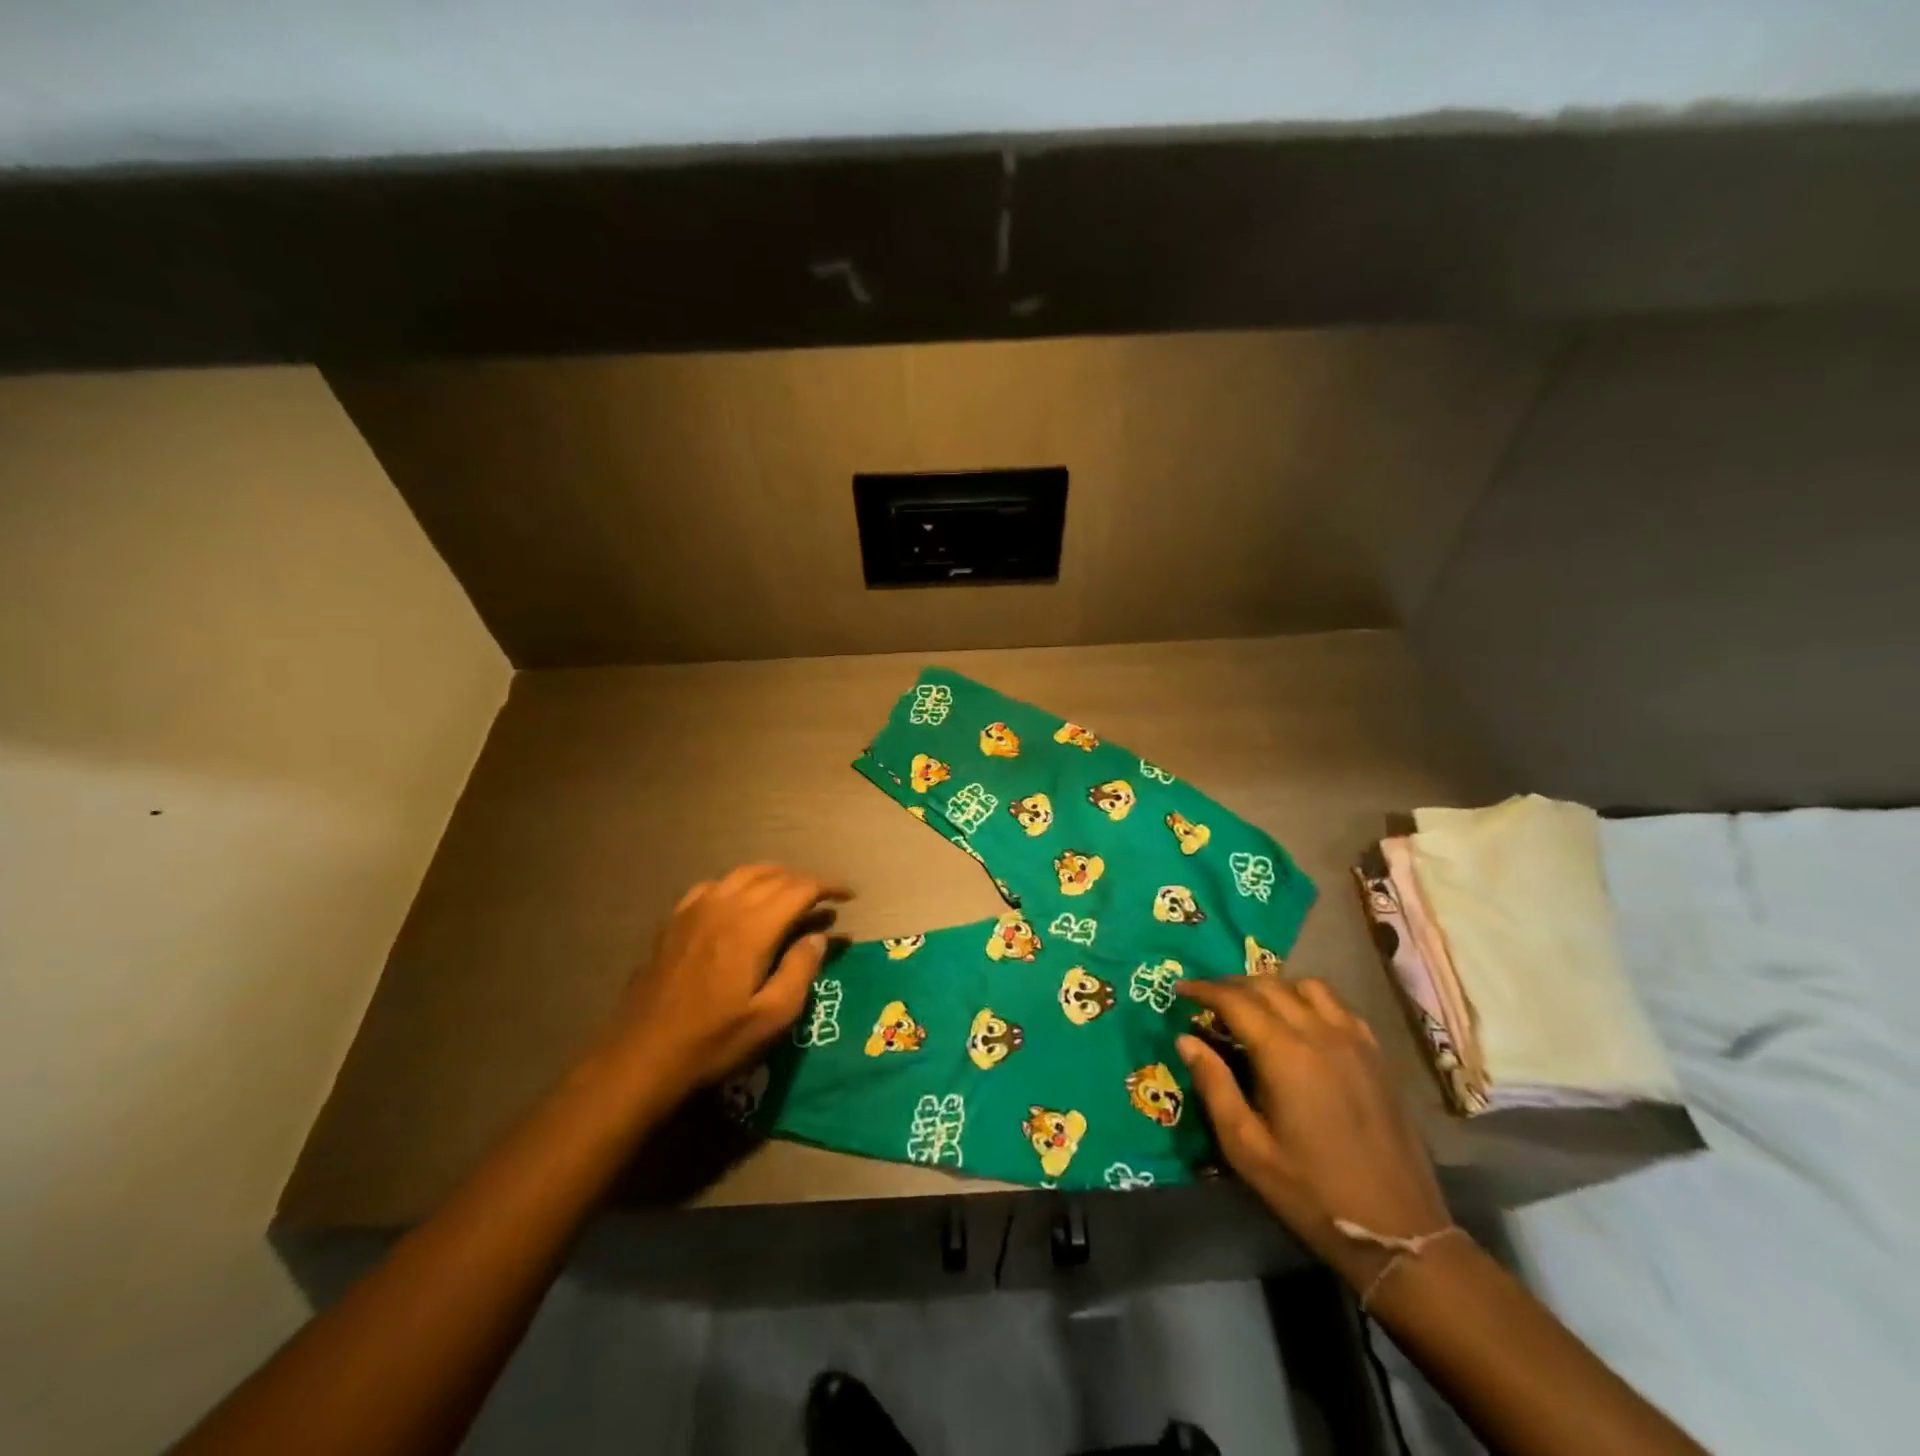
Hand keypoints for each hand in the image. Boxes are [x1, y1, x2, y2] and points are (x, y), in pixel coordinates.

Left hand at [611, 865, 850, 1097]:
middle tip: (824, 902)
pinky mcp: (674, 921)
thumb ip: (800, 970)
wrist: (640, 1057)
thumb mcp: (771, 1018)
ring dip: (773, 878)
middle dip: (804, 882)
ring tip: (790, 895)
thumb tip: (818, 937)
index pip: (800, 888)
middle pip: (774, 876)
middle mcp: (725, 906)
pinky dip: (738, 885)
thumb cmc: (713, 1042)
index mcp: (752, 927)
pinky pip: (713, 886)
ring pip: (743, 874)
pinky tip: (739, 904)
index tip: (848, 897)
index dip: (828, 887)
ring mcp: (695, 910)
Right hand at [1175, 976, 1450, 1292]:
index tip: (1179, 990)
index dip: (1203, 989)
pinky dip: (1309, 1000)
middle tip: (1207, 999)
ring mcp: (1354, 1040)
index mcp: (1284, 1053)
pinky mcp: (1376, 1054)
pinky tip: (1300, 1023)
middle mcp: (1320, 1033)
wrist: (1400, 1231)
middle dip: (1231, 985)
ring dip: (1272, 987)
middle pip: (1268, 985)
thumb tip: (1185, 1039)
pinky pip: (1337, 1006)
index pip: (1235, 1000)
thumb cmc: (1312, 1192)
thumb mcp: (1247, 1148)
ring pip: (1305, 986)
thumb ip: (1214, 1086)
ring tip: (1253, 1007)